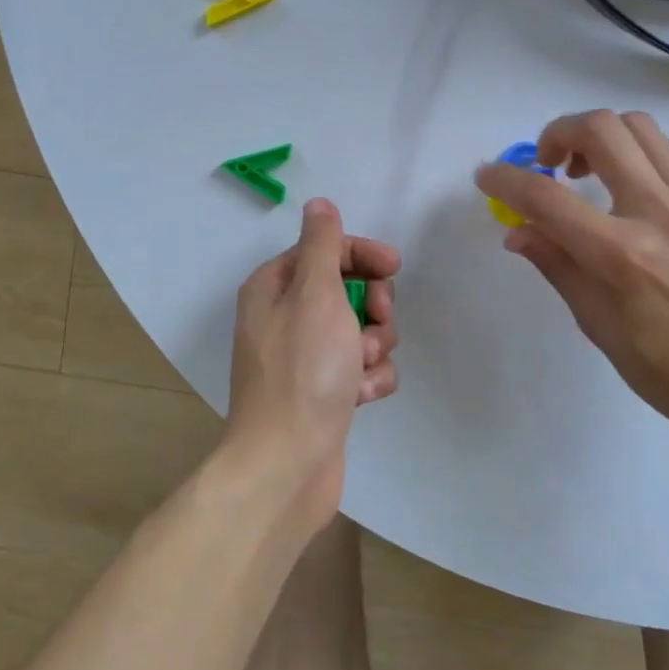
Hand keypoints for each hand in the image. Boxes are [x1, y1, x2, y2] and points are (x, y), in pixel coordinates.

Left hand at [225, 198, 400, 531]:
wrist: (288, 464)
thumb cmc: (303, 370)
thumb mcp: (315, 294)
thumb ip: (323, 245)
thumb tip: (319, 204)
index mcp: (275, 288)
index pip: (326, 250)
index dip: (362, 255)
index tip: (394, 268)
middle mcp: (285, 318)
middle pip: (347, 289)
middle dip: (372, 306)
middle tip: (375, 323)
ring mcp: (305, 357)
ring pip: (360, 330)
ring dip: (374, 345)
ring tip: (363, 368)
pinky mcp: (324, 392)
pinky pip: (360, 368)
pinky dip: (369, 378)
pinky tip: (363, 396)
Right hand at [475, 110, 668, 447]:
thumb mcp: (599, 327)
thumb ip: (557, 266)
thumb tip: (517, 230)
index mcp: (623, 256)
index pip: (547, 198)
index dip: (506, 180)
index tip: (487, 176)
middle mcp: (660, 213)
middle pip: (600, 130)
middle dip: (557, 134)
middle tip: (547, 165)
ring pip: (638, 127)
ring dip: (598, 135)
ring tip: (585, 169)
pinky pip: (668, 150)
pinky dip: (634, 151)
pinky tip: (627, 185)